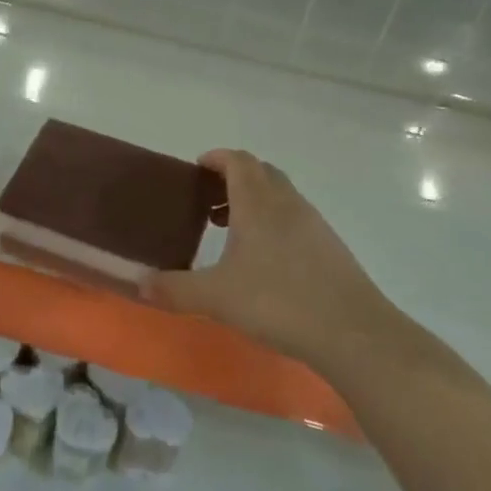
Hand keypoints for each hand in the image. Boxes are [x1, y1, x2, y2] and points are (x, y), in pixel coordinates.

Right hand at [140, 149, 390, 366]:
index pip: (238, 161)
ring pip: (280, 197)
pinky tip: (264, 262)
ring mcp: (314, 225)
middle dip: (233, 179)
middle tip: (207, 203)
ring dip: (254, 203)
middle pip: (261, 173)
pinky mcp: (330, 248)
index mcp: (258, 203)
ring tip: (230, 234)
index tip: (196, 168)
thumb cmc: (278, 302)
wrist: (352, 333)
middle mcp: (287, 204)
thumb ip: (174, 288)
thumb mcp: (216, 297)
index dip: (217, 158)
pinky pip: (295, 220)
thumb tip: (138, 284)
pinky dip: (273, 225)